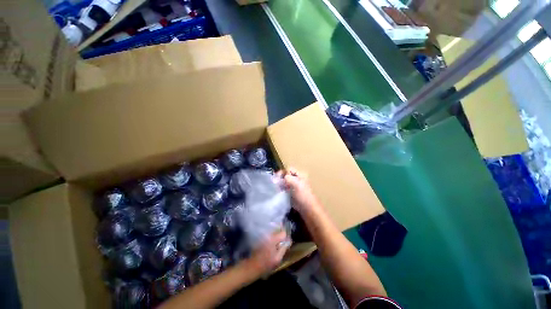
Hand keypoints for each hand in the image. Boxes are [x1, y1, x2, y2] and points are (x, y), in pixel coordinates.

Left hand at [245, 230, 289, 276]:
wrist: (252, 266)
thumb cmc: (266, 264)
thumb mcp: (278, 258)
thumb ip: (284, 248)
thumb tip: (289, 240)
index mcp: (273, 239)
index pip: (283, 233)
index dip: (286, 238)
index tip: (287, 243)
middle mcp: (268, 235)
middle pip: (278, 231)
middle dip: (281, 237)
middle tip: (281, 246)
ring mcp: (264, 236)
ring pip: (274, 233)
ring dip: (276, 238)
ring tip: (276, 247)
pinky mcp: (261, 238)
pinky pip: (269, 236)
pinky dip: (272, 240)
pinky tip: (271, 248)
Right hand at [277, 168, 318, 213]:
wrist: (307, 210)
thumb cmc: (303, 195)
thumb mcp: (295, 183)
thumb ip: (287, 177)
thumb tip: (280, 177)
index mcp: (300, 175)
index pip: (288, 169)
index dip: (282, 172)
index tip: (276, 178)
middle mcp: (297, 179)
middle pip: (286, 176)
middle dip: (280, 179)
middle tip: (275, 184)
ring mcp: (294, 187)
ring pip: (284, 183)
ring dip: (280, 185)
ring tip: (276, 189)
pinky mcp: (292, 194)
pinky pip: (284, 189)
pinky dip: (280, 190)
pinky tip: (278, 193)